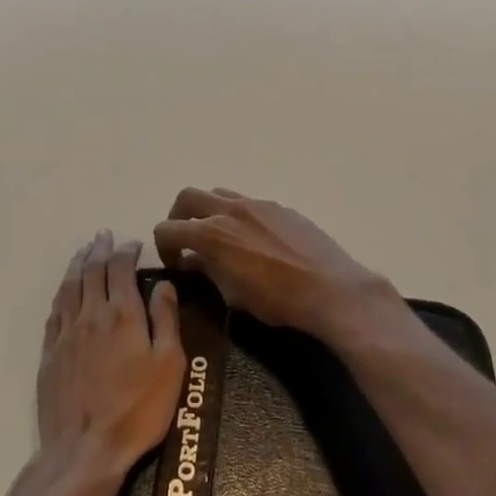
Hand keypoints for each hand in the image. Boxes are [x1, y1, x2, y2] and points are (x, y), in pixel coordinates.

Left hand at [37, 231, 184, 492]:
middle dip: (101, 249)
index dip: (126, 251)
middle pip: (92, 270)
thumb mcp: (169, 365)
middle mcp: (91, 313)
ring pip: (70, 285)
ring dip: (79, 263)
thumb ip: (166, 319)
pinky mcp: (50, 352)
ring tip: (85, 250)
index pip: (120, 268)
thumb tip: (163, 284)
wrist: (85, 451)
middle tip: (105, 236)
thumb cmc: (137, 410)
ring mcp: (66, 332)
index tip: (133, 243)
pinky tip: (66, 288)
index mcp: (122, 313)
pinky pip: (55, 309)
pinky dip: (63, 290)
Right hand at [152, 188, 394, 339]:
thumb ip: (208, 271)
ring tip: (219, 237)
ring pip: (218, 194)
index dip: (163, 247)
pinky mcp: (280, 207)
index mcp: (212, 233)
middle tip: (186, 240)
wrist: (331, 289)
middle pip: (187, 197)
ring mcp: (257, 204)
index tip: (175, 264)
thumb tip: (193, 260)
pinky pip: (248, 202)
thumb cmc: (278, 301)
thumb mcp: (233, 295)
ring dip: (208, 211)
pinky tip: (252, 240)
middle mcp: (230, 209)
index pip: (168, 228)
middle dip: (178, 217)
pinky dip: (237, 215)